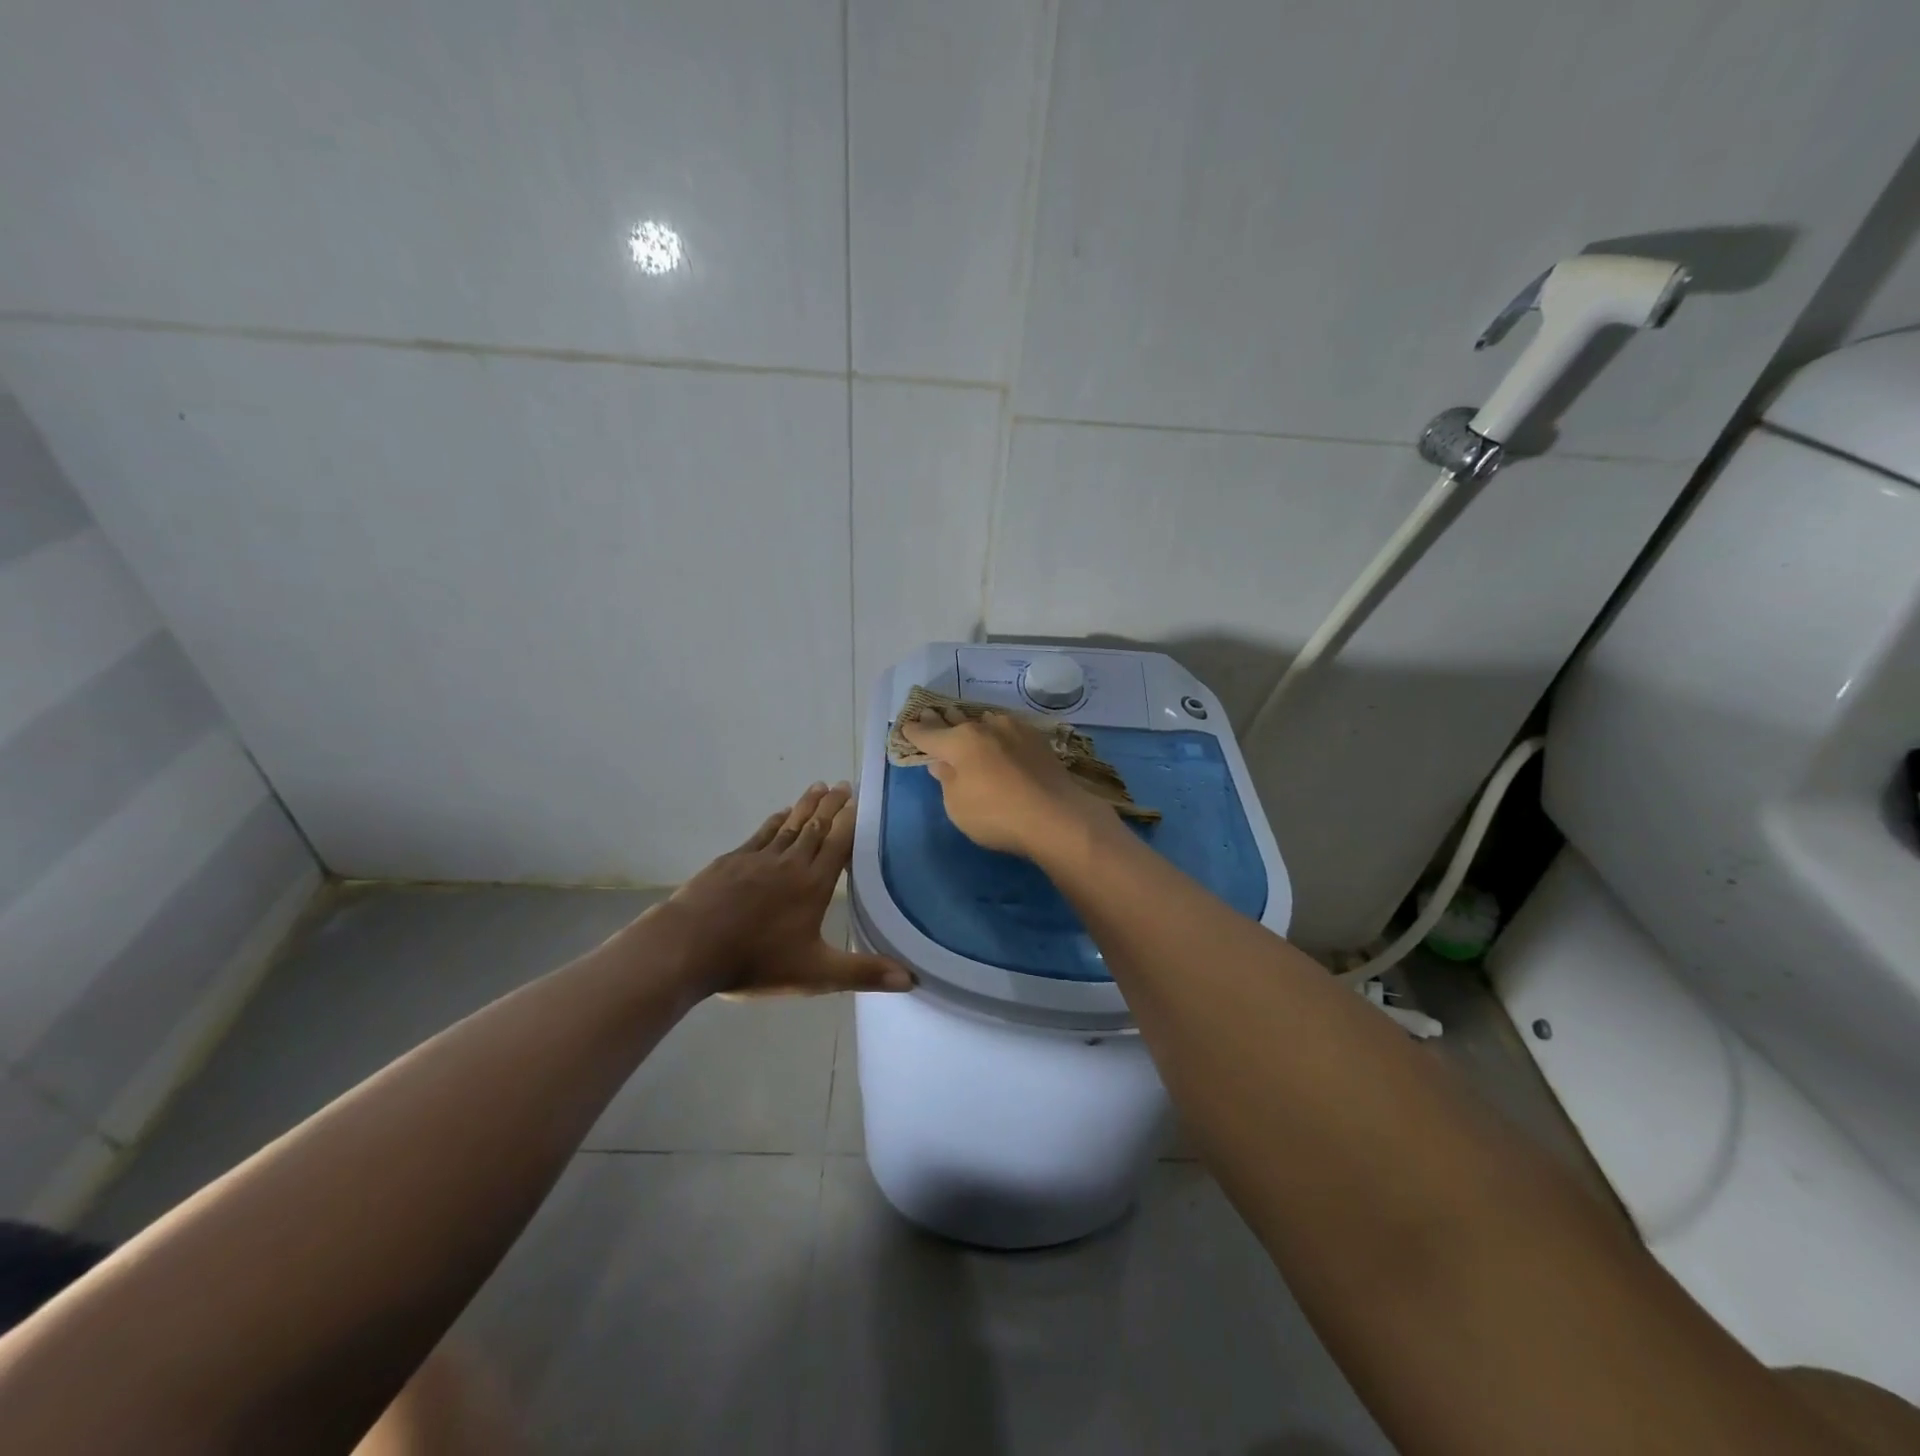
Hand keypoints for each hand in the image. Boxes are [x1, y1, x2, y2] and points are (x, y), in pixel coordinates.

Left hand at [652, 782, 911, 998]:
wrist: (689, 947)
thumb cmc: (756, 961)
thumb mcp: (816, 974)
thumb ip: (863, 972)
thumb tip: (911, 978)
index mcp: (813, 884)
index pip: (838, 844)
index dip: (850, 821)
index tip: (859, 799)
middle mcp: (790, 863)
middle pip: (815, 827)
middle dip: (831, 805)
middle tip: (842, 784)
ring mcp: (758, 859)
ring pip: (789, 825)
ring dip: (805, 806)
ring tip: (818, 786)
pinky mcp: (731, 861)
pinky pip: (761, 834)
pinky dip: (774, 821)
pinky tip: (779, 814)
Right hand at [898, 707, 1115, 860]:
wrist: (1057, 816)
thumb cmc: (997, 815)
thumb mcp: (958, 806)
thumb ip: (947, 781)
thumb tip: (942, 763)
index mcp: (959, 742)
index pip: (928, 734)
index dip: (915, 732)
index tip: (906, 727)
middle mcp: (985, 728)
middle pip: (956, 721)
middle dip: (941, 720)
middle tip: (930, 713)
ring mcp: (1014, 730)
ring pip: (984, 721)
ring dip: (972, 723)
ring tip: (965, 723)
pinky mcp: (1037, 740)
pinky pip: (1008, 729)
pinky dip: (997, 732)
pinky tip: (999, 735)